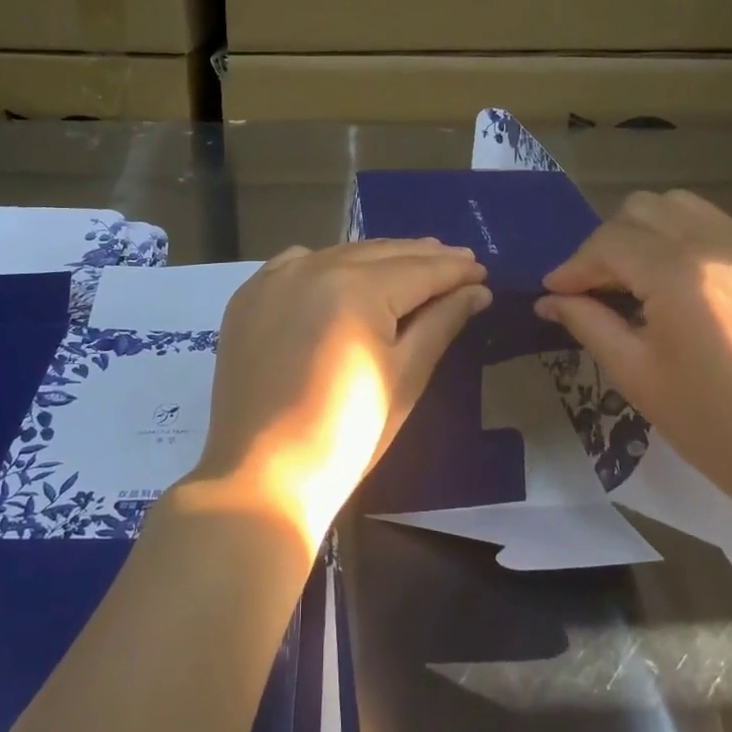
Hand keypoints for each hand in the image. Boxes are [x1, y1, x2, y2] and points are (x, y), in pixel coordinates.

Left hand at [189, 240, 491, 551]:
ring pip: (341, 254)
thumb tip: (476, 290)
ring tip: (412, 264)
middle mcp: (313, 266)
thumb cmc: (348, 435)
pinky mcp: (250, 296)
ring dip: (379, 259)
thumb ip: (440, 323)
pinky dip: (328, 264)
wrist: (262, 477)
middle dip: (423, 257)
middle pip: (381, 254)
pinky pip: (297, 263)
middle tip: (459, 261)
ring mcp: (275, 278)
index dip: (454, 269)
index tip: (482, 269)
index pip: (419, 269)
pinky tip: (344, 273)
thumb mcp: (405, 377)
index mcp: (355, 287)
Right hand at [535, 190, 731, 533]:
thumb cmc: (714, 424)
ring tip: (634, 280)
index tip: (554, 294)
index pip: (608, 243)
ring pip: (681, 207)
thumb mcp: (636, 373)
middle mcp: (716, 243)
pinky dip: (683, 241)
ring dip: (646, 233)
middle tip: (594, 289)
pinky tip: (677, 287)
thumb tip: (550, 300)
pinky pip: (716, 228)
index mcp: (678, 271)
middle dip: (607, 244)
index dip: (573, 266)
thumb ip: (588, 323)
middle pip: (642, 209)